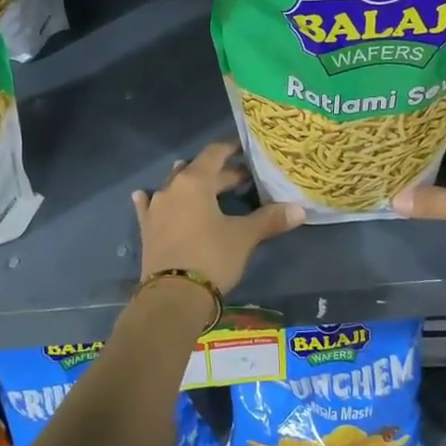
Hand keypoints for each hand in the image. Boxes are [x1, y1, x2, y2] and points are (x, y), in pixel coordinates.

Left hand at [132, 142, 304, 296]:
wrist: (173, 297)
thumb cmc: (211, 257)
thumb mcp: (244, 237)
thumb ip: (269, 219)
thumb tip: (300, 209)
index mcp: (195, 182)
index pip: (215, 153)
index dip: (231, 148)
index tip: (246, 149)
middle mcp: (172, 188)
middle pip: (198, 171)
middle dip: (221, 174)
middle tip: (244, 180)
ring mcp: (156, 208)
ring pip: (174, 186)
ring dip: (190, 183)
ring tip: (204, 184)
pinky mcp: (147, 230)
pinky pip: (150, 207)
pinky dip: (153, 200)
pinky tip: (145, 195)